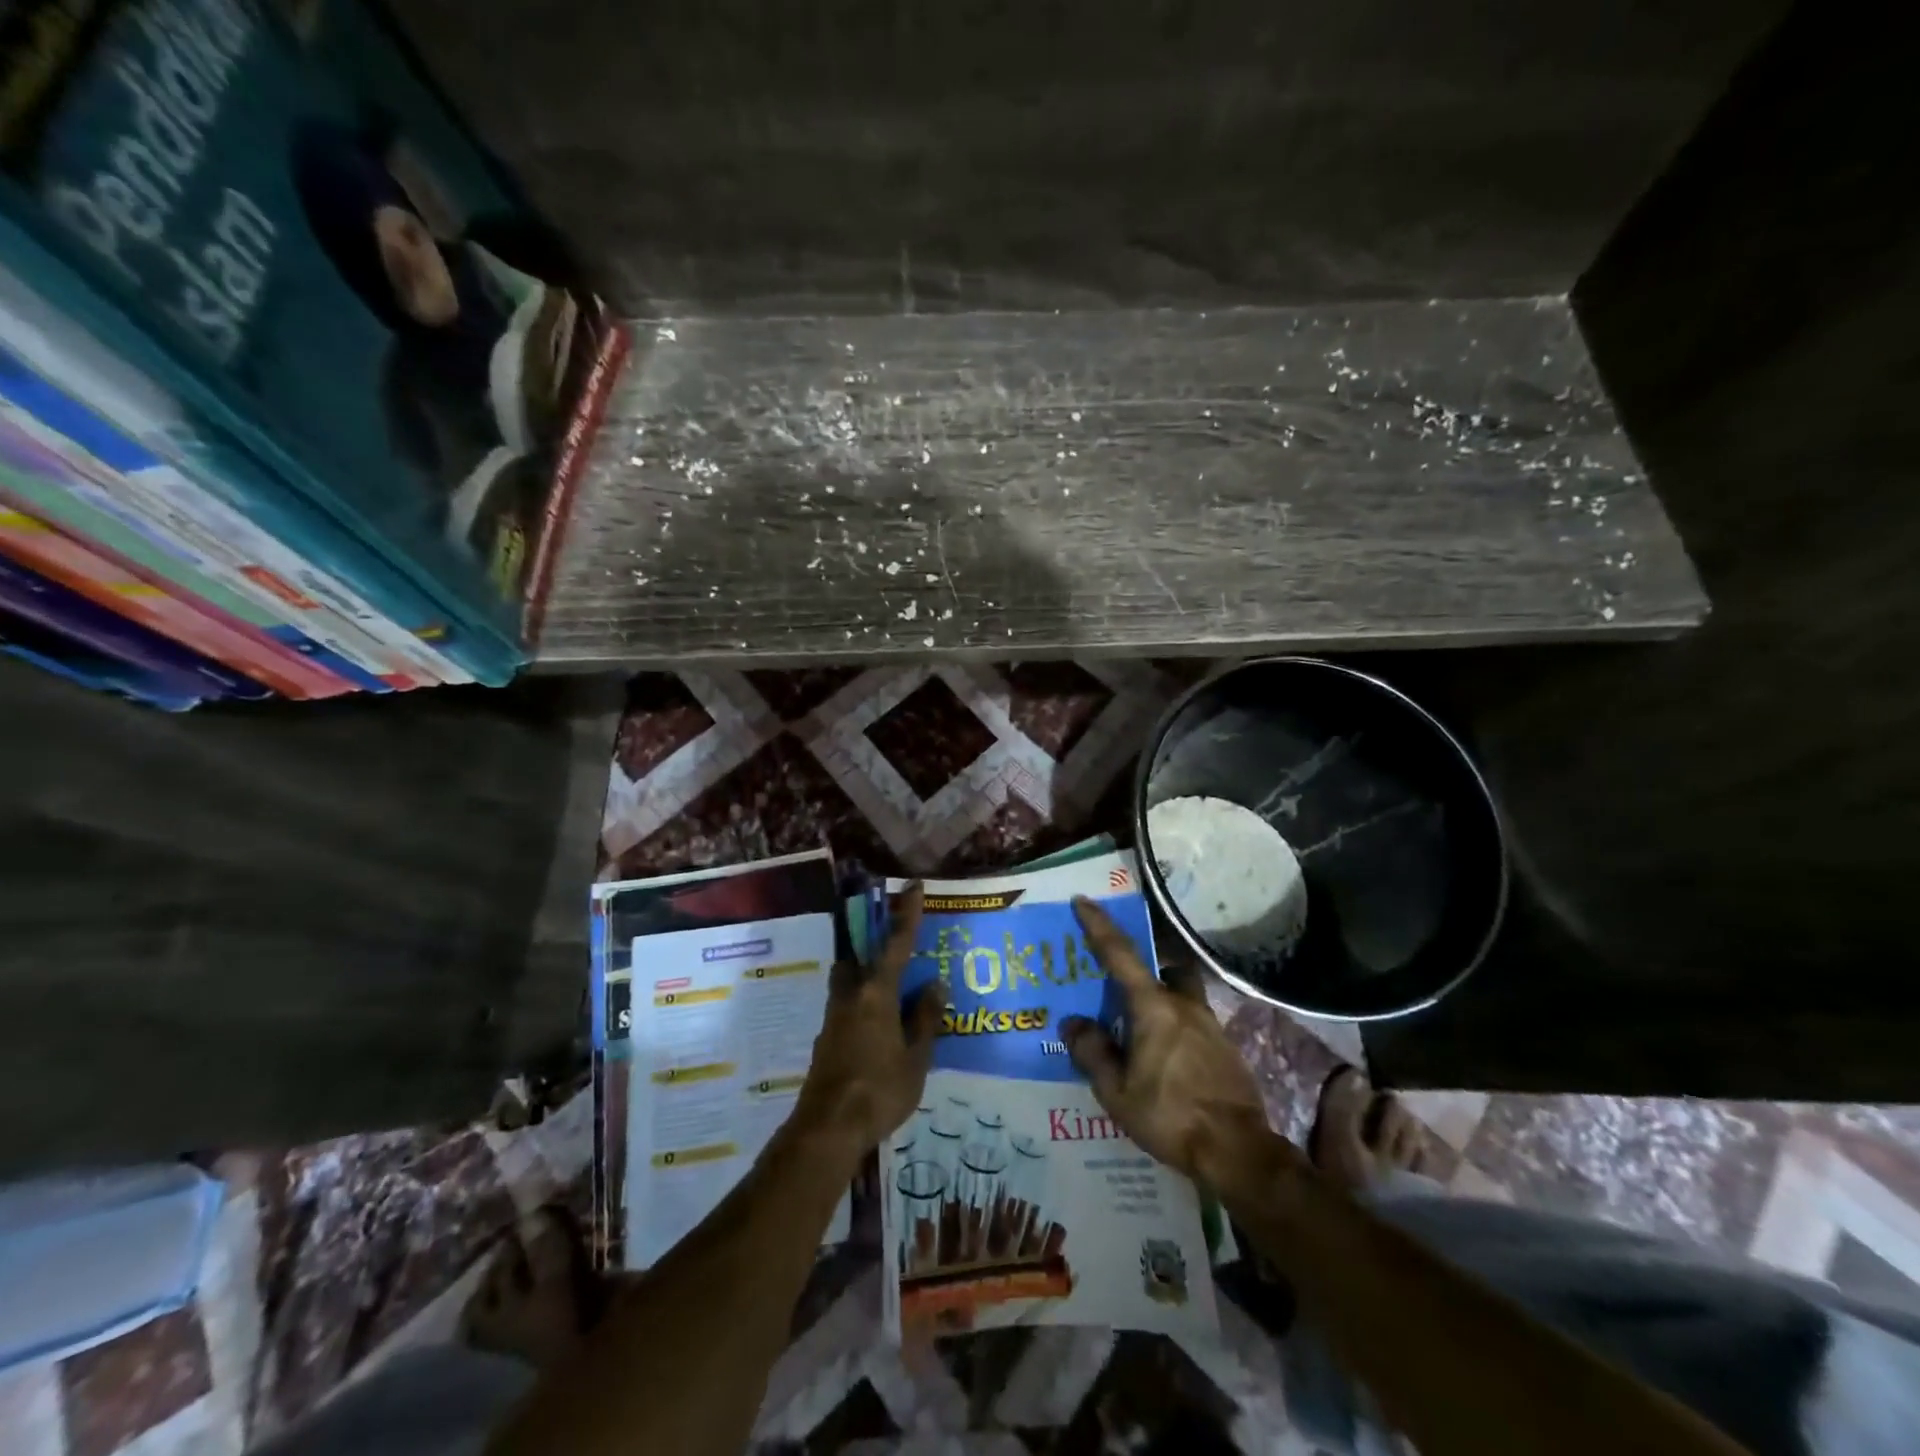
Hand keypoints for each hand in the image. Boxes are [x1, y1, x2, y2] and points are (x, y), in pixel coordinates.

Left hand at [795, 883, 944, 1156]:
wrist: (827, 1129)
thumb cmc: (879, 1090)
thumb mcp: (916, 1058)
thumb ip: (925, 1019)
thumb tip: (934, 985)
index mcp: (876, 994)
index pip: (896, 943)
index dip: (907, 913)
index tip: (913, 886)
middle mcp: (851, 997)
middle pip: (859, 958)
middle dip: (874, 946)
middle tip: (897, 949)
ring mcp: (834, 1018)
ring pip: (849, 982)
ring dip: (867, 976)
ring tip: (893, 992)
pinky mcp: (827, 1041)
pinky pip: (848, 1007)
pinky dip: (864, 1005)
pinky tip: (879, 1028)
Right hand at [1061, 897, 1285, 1193]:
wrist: (1237, 1151)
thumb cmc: (1169, 1115)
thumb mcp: (1116, 1091)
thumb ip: (1093, 1052)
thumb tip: (1074, 1023)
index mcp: (1153, 1007)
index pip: (1120, 954)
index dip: (1099, 926)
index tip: (1083, 901)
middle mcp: (1184, 1005)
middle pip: (1162, 969)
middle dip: (1143, 970)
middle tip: (1121, 990)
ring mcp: (1210, 1025)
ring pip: (1180, 996)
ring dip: (1160, 1002)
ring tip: (1141, 1033)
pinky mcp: (1225, 1048)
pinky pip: (1193, 1022)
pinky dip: (1175, 1029)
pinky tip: (1167, 1060)